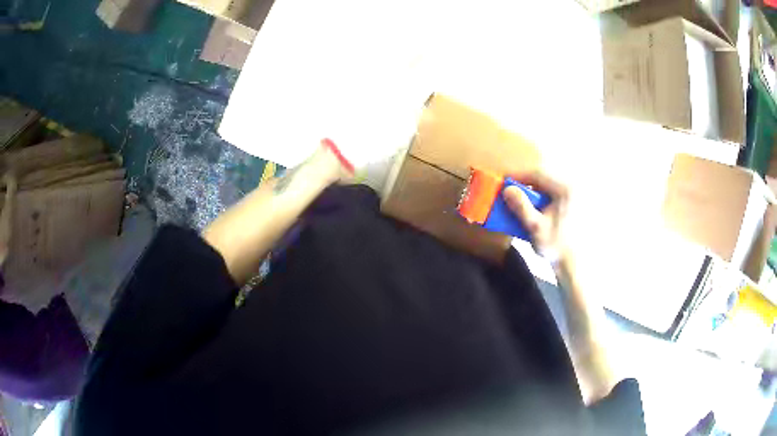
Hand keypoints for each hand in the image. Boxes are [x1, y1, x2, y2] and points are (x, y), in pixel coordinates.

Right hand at [503, 172, 568, 257]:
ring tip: (519, 203)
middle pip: (544, 180)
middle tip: (510, 193)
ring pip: (548, 189)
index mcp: (565, 190)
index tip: (504, 181)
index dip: (519, 176)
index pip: (538, 174)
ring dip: (533, 194)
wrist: (576, 265)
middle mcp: (572, 189)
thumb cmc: (558, 246)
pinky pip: (554, 197)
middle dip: (526, 185)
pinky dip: (541, 201)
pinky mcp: (574, 208)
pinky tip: (534, 212)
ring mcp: (575, 198)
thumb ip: (521, 207)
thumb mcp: (535, 227)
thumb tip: (507, 190)